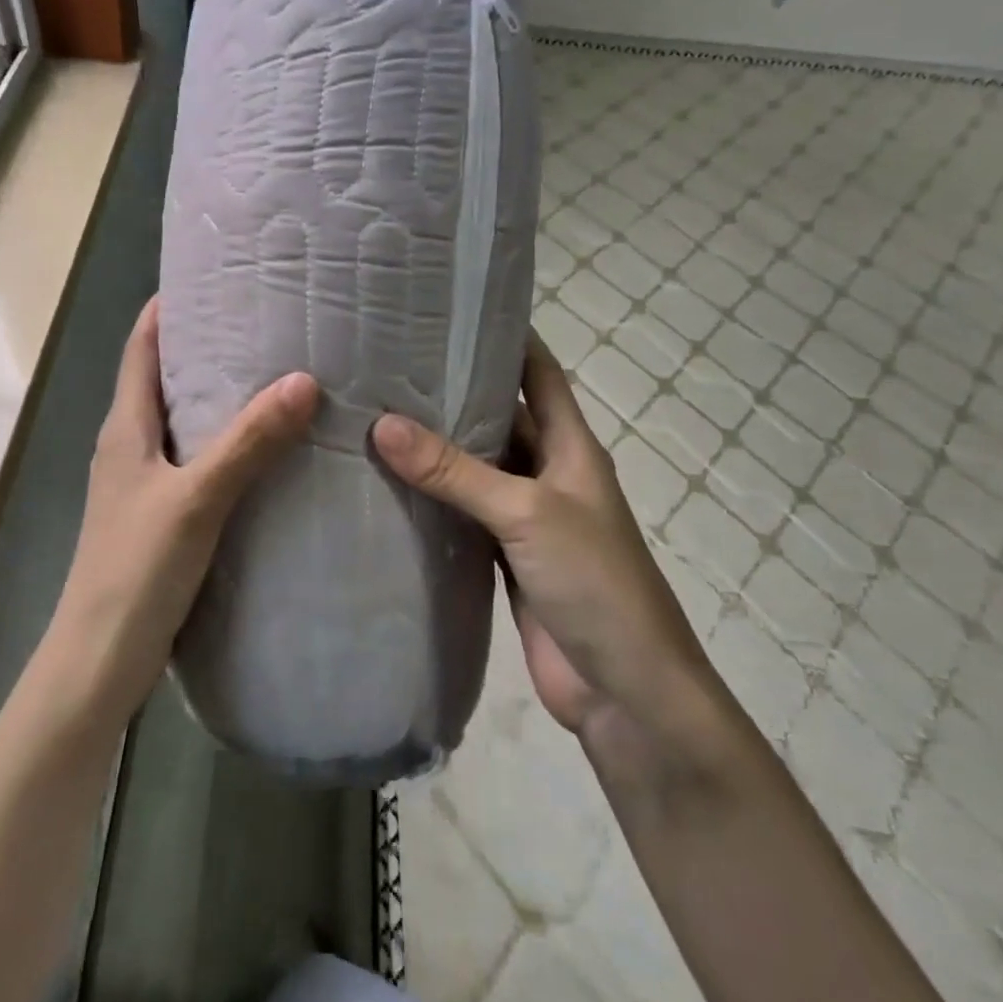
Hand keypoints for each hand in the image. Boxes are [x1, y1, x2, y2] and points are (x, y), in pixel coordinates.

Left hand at [51, 298, 318, 719]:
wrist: (100, 661)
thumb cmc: (135, 571)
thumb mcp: (195, 499)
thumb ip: (247, 442)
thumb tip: (303, 380)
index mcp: (125, 427)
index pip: (141, 347)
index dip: (168, 309)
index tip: (214, 278)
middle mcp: (130, 446)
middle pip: (165, 379)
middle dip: (207, 347)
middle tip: (267, 323)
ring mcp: (145, 483)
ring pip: (185, 422)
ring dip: (221, 397)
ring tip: (278, 374)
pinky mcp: (164, 516)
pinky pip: (199, 461)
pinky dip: (229, 443)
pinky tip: (269, 450)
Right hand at [372, 333, 722, 764]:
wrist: (625, 691)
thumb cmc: (594, 582)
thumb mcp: (526, 514)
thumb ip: (456, 471)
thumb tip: (383, 424)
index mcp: (571, 447)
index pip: (539, 372)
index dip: (506, 337)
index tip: (452, 311)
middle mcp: (549, 473)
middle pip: (501, 418)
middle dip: (454, 392)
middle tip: (389, 364)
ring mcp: (526, 517)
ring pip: (477, 468)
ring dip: (439, 448)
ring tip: (377, 414)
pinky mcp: (505, 557)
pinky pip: (464, 515)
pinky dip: (435, 500)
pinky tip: (390, 485)